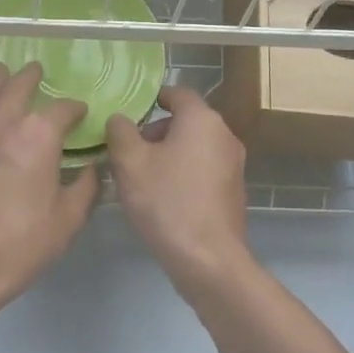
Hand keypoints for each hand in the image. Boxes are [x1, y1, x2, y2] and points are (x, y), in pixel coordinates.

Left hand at [0, 61, 99, 324]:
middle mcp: (3, 122)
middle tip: (36, 69)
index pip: (62, 109)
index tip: (82, 113)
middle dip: (29, 77)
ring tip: (3, 71)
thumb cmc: (21, 242)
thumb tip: (92, 168)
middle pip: (16, 87)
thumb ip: (85, 186)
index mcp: (37, 134)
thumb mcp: (68, 218)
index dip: (75, 109)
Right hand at [106, 85, 251, 293]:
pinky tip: (162, 198)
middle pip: (186, 121)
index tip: (130, 111)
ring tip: (140, 177)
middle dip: (156, 131)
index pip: (178, 93)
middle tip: (128, 151)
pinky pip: (203, 170)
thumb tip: (120, 119)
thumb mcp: (129, 162)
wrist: (208, 259)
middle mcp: (224, 135)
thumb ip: (120, 132)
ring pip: (194, 147)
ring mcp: (233, 165)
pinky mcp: (233, 192)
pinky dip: (183, 173)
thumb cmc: (166, 201)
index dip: (153, 97)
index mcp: (202, 120)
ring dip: (168, 154)